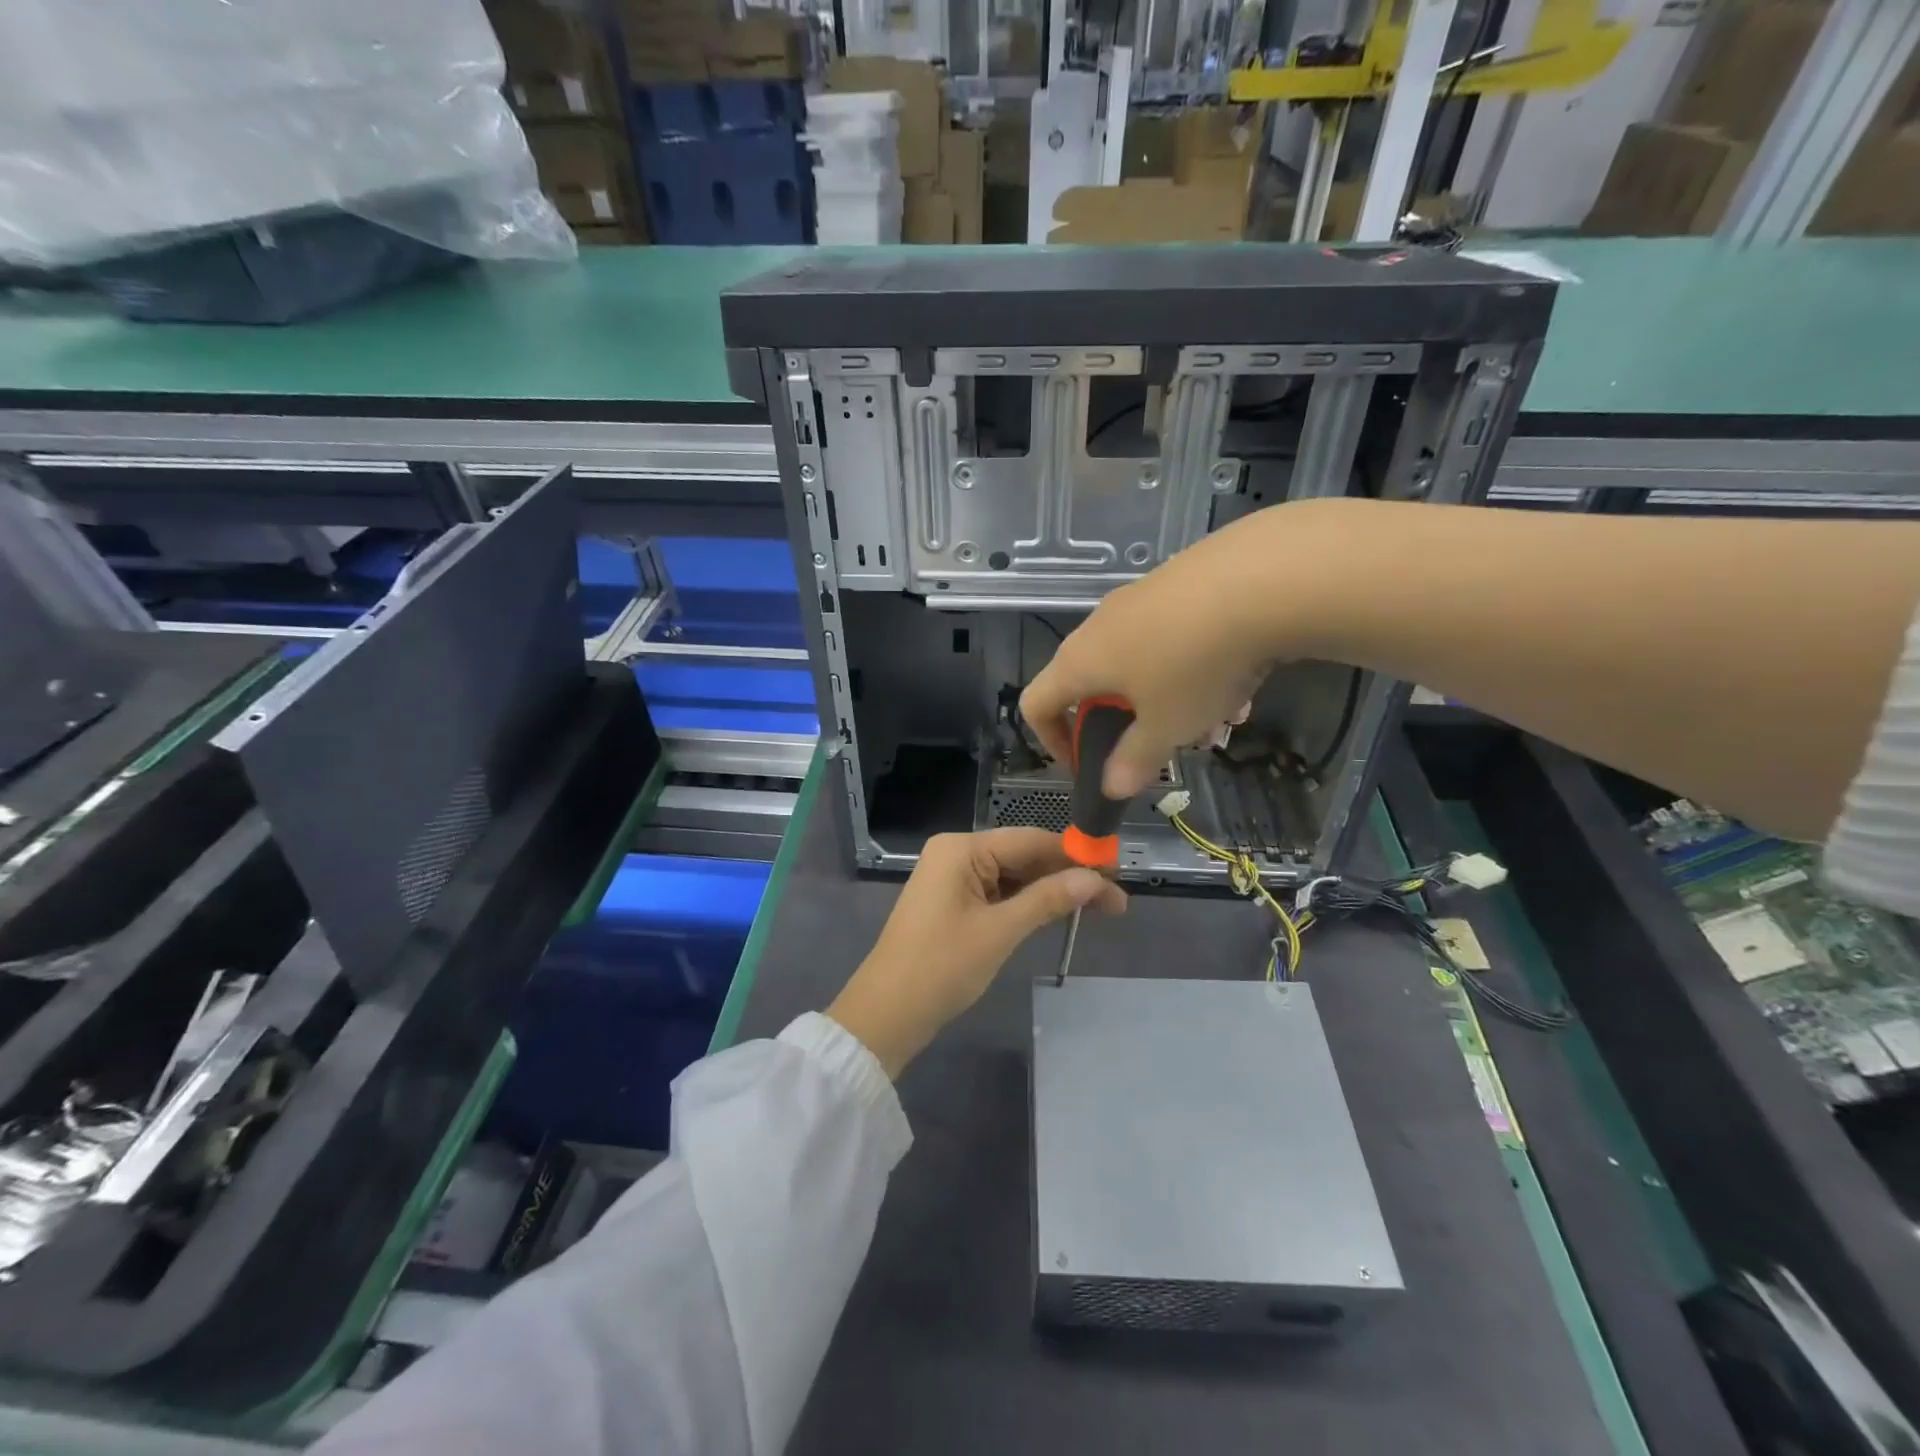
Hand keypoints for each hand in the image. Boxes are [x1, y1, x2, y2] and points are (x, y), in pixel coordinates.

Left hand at [826, 829, 1126, 1076]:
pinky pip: (999, 893)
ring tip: (1099, 909)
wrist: (887, 1013)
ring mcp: (953, 878)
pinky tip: (1060, 912)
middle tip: (1115, 900)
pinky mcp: (953, 902)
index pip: (1031, 840)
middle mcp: (956, 853)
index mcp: (961, 848)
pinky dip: (1028, 903)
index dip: (1076, 855)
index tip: (1116, 872)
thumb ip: (1047, 899)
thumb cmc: (942, 967)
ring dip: (1052, 891)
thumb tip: (1095, 879)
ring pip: (1014, 876)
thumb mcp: (1000, 931)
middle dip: (1068, 877)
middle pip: (1023, 856)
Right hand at [1020, 501, 1336, 797]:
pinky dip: (1192, 665)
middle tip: (1161, 745)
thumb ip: (1135, 761)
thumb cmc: (1193, 666)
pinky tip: (1240, 677)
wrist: (1260, 578)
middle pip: (1092, 683)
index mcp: (1080, 662)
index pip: (1036, 704)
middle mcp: (1099, 626)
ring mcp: (1139, 598)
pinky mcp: (1179, 580)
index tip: (1087, 764)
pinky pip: (1172, 635)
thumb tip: (1112, 788)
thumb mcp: (1166, 727)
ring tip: (1217, 719)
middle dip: (1125, 723)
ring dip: (1168, 698)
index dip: (1051, 741)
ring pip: (1140, 661)